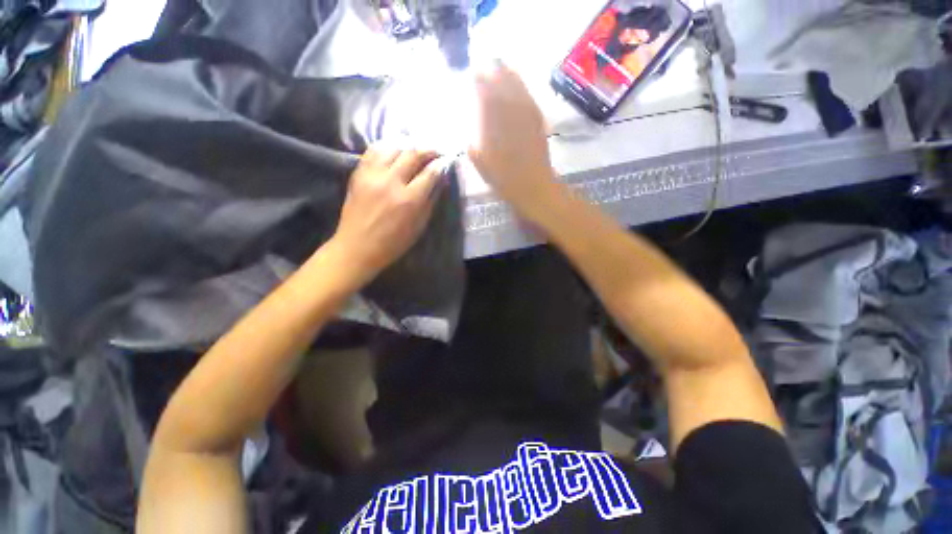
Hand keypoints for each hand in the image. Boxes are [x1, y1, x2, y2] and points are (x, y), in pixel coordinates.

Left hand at [332, 146, 446, 284]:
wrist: (357, 247)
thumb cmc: (393, 242)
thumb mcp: (419, 226)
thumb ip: (431, 201)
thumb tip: (440, 180)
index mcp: (409, 200)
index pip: (430, 173)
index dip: (441, 164)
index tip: (447, 160)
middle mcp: (391, 182)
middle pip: (413, 154)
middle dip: (428, 150)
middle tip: (435, 152)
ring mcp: (372, 175)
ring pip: (394, 147)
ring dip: (408, 146)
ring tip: (415, 150)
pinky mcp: (358, 173)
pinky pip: (374, 150)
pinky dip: (387, 147)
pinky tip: (394, 151)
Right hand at [468, 62, 560, 221]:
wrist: (533, 186)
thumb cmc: (503, 179)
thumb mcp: (480, 162)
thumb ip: (473, 141)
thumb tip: (470, 127)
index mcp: (493, 123)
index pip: (484, 92)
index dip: (478, 80)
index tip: (472, 73)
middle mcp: (509, 112)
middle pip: (501, 83)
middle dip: (492, 71)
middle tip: (484, 65)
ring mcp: (526, 114)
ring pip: (516, 86)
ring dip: (507, 74)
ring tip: (499, 66)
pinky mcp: (537, 120)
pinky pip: (528, 96)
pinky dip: (521, 86)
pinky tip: (517, 84)